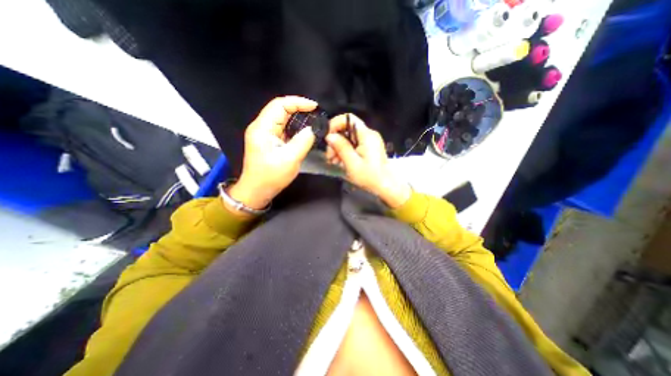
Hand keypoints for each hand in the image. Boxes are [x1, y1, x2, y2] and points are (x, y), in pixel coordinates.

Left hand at [229, 95, 317, 210]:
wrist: (256, 191)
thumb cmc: (271, 177)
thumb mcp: (290, 160)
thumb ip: (302, 142)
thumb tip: (312, 129)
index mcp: (262, 128)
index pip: (279, 105)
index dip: (297, 102)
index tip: (314, 106)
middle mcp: (261, 127)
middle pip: (279, 109)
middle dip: (298, 107)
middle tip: (315, 112)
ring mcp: (264, 134)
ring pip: (281, 118)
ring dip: (296, 116)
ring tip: (312, 119)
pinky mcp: (268, 141)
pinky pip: (282, 128)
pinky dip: (294, 126)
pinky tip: (303, 129)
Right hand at [324, 114, 410, 207]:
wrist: (385, 186)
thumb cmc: (370, 176)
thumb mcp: (352, 163)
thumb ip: (341, 147)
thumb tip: (329, 136)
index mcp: (366, 135)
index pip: (348, 118)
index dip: (335, 124)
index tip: (327, 137)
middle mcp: (369, 134)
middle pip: (347, 129)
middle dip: (335, 141)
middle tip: (329, 156)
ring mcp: (369, 141)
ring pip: (348, 137)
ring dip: (338, 147)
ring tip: (333, 161)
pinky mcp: (368, 147)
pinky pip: (353, 144)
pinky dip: (345, 151)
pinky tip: (340, 161)